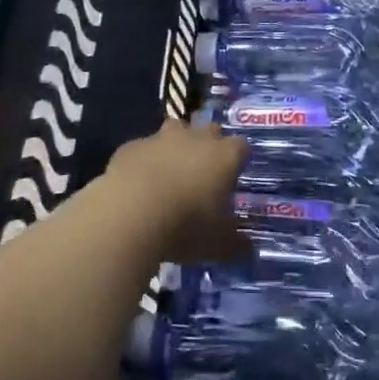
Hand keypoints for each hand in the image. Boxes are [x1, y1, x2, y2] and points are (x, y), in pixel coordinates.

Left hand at [104, 120, 248, 263]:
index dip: (239, 159)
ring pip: (175, 130)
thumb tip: (249, 249)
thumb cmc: (186, 226)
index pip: (241, 146)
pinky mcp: (132, 146)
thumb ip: (237, 245)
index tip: (234, 176)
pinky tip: (137, 184)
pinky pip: (143, 149)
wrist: (130, 214)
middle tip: (203, 172)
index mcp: (224, 156)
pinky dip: (144, 161)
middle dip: (209, 145)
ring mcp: (161, 139)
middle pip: (209, 130)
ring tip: (170, 172)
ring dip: (176, 145)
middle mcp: (195, 138)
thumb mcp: (219, 245)